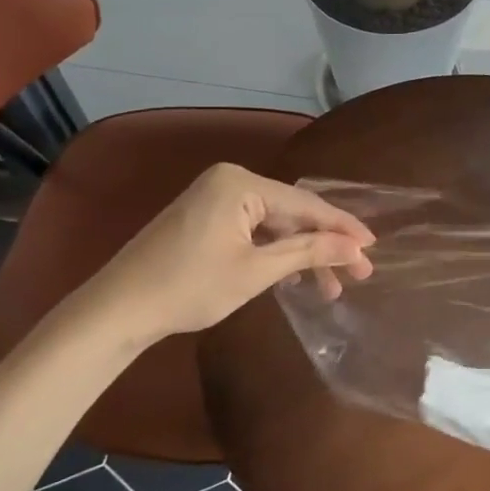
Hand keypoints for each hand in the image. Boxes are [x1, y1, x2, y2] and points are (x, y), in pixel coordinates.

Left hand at [64, 163, 374, 344]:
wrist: (117, 309)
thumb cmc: (189, 287)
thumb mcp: (256, 271)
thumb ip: (308, 252)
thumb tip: (355, 248)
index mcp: (240, 183)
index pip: (305, 203)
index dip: (342, 227)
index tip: (372, 247)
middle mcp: (229, 181)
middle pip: (291, 212)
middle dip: (324, 244)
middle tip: (358, 274)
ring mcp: (214, 198)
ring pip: (274, 224)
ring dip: (302, 253)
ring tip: (331, 286)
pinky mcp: (205, 218)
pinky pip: (254, 229)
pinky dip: (276, 252)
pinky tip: (297, 275)